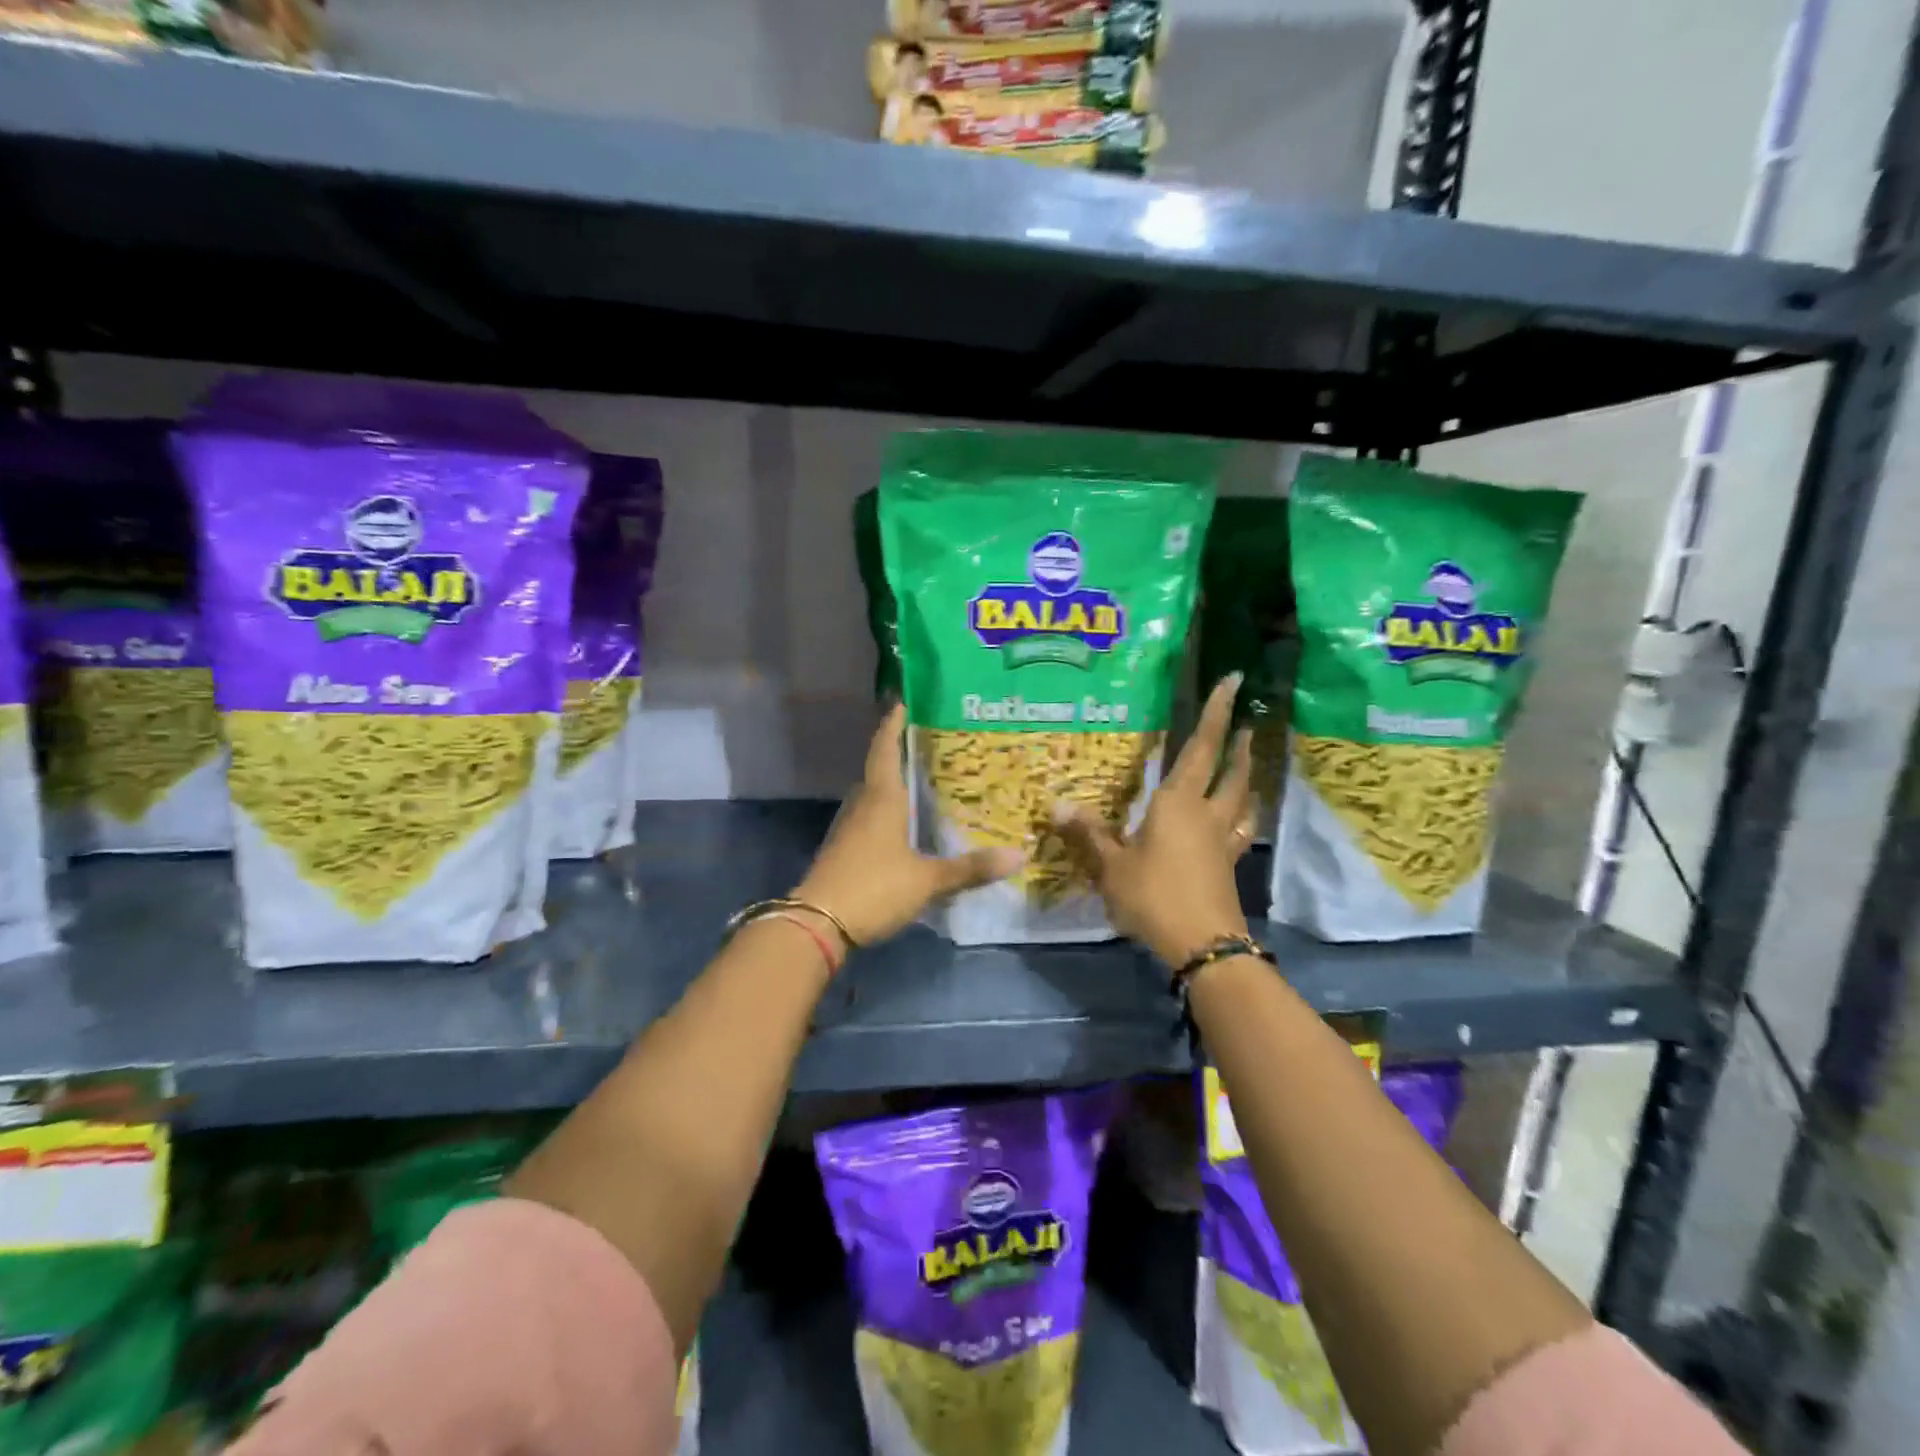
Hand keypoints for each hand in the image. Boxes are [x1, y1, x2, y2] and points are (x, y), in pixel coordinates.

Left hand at [793, 703, 1022, 946]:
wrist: (817, 925)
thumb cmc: (873, 888)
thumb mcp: (927, 880)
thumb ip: (970, 868)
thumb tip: (1018, 857)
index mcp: (881, 798)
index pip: (885, 748)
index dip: (893, 723)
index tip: (904, 701)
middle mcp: (862, 805)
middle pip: (879, 769)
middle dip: (901, 753)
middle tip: (932, 743)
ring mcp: (849, 828)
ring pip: (874, 795)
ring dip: (894, 784)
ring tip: (925, 780)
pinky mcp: (844, 850)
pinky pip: (870, 818)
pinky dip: (888, 812)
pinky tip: (906, 825)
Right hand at [1052, 674, 1255, 969]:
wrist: (1203, 946)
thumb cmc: (1155, 897)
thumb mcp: (1111, 867)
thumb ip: (1089, 835)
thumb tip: (1058, 805)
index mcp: (1178, 804)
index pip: (1200, 748)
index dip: (1215, 713)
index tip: (1233, 682)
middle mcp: (1207, 815)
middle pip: (1231, 772)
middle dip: (1237, 746)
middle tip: (1244, 724)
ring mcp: (1223, 842)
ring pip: (1242, 800)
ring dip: (1245, 777)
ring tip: (1245, 764)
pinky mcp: (1229, 867)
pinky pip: (1240, 830)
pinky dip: (1242, 816)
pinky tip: (1238, 821)